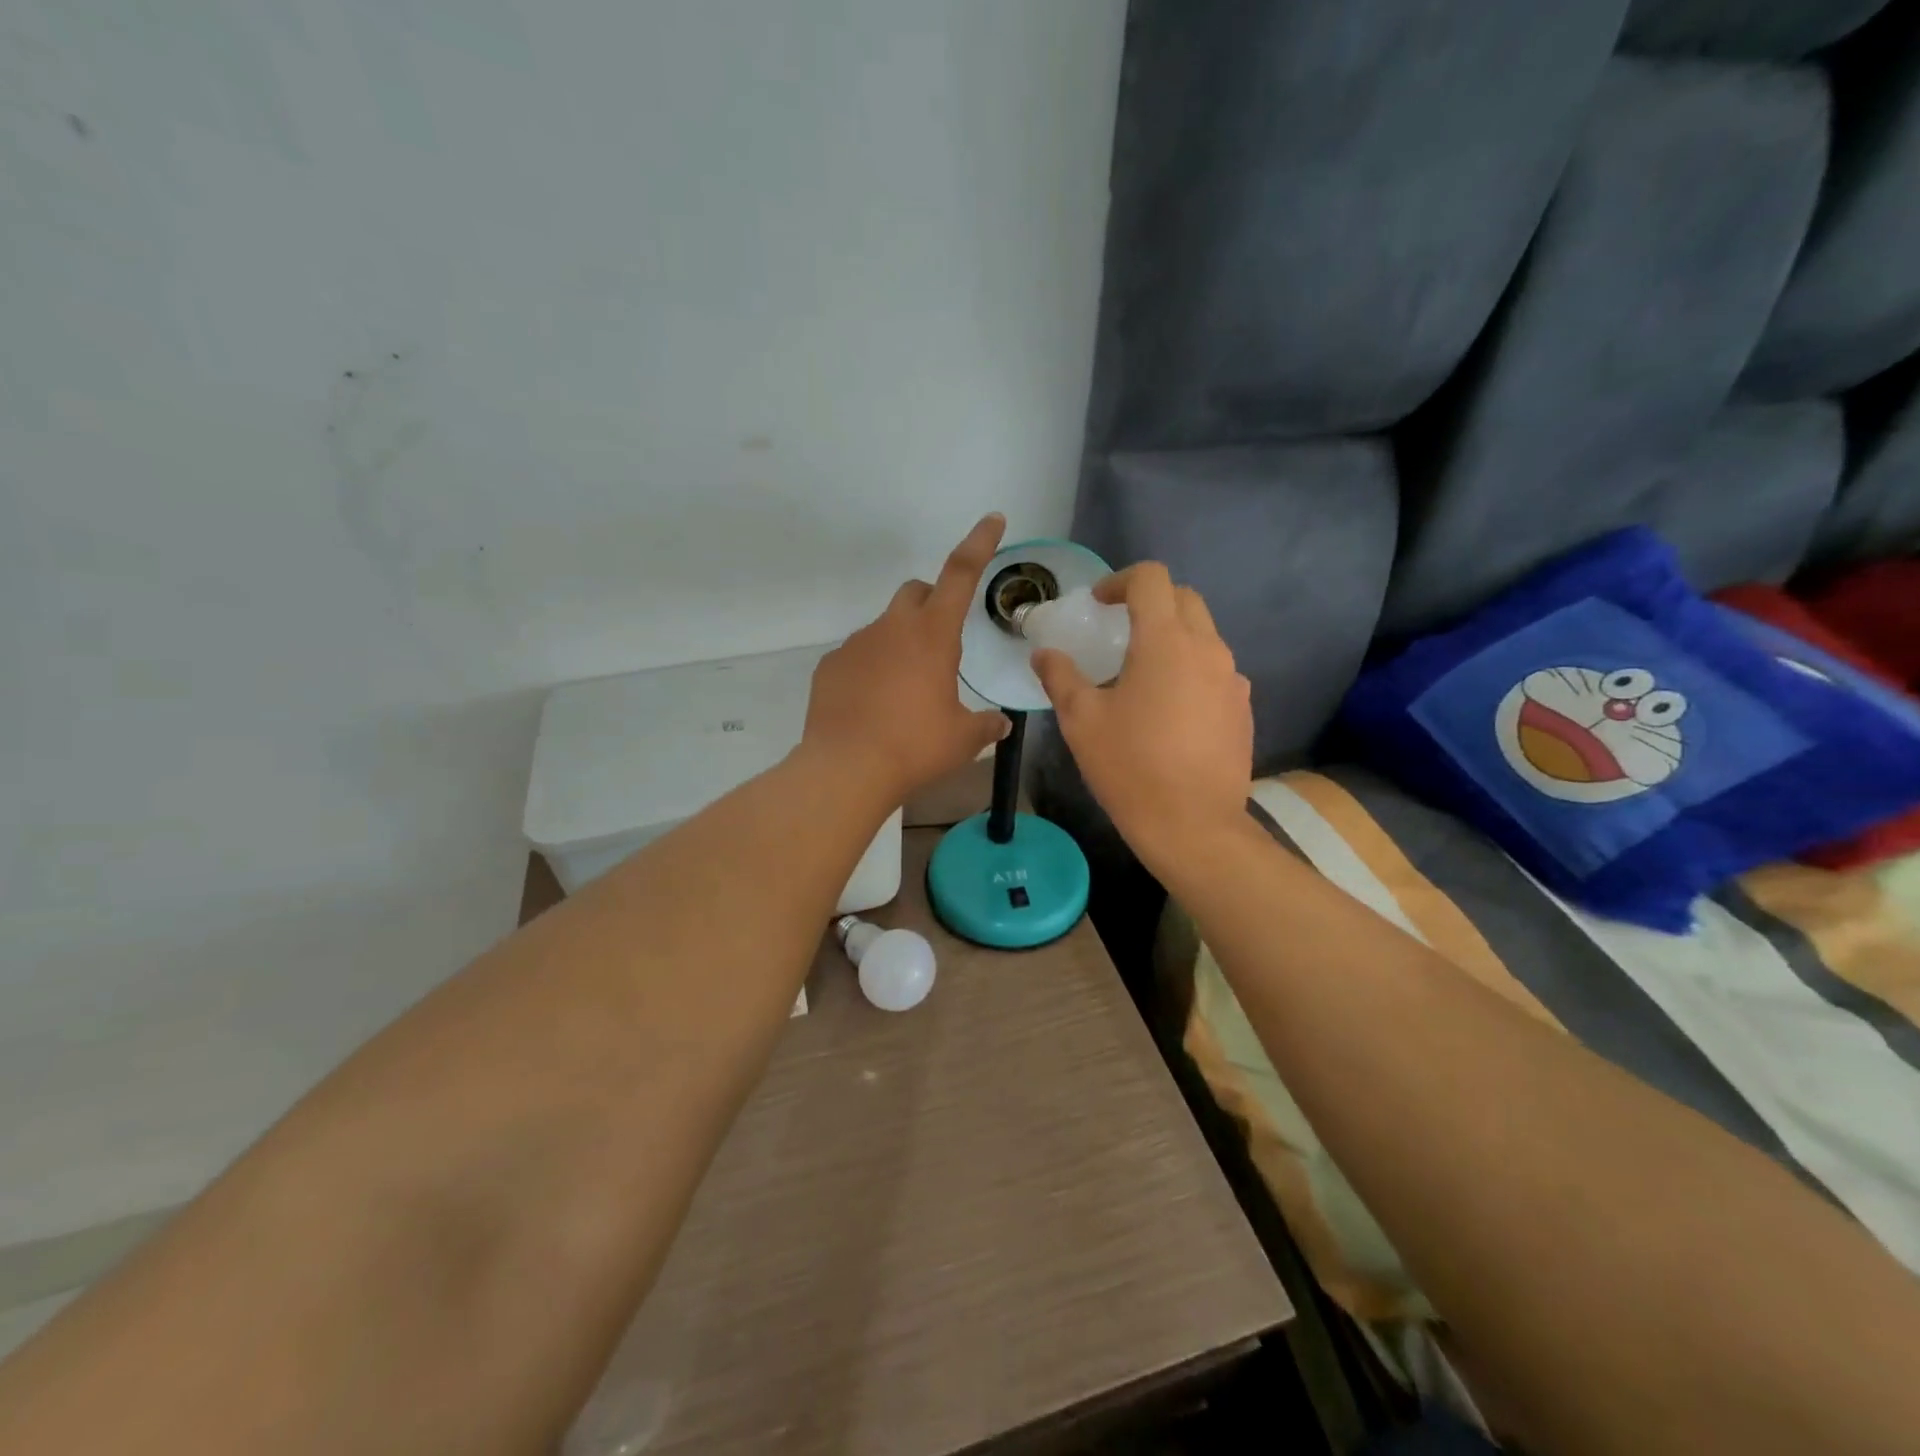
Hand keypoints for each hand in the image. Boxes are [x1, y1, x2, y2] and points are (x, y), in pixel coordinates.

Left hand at [801, 514, 1011, 805]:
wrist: (846, 769)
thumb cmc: (915, 747)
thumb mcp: (962, 739)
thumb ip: (985, 725)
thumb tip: (1000, 724)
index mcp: (932, 635)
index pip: (960, 574)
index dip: (979, 543)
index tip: (992, 519)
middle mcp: (892, 628)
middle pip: (916, 593)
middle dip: (932, 604)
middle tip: (941, 642)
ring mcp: (855, 644)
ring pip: (885, 628)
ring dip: (901, 644)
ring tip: (905, 692)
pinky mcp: (830, 666)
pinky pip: (858, 656)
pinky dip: (871, 669)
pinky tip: (873, 706)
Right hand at [1031, 563, 1252, 866]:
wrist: (1193, 825)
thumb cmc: (1130, 766)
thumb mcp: (1081, 720)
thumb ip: (1060, 677)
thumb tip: (1044, 654)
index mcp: (1165, 641)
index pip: (1151, 579)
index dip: (1120, 581)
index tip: (1099, 604)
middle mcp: (1208, 649)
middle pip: (1184, 599)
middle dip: (1150, 602)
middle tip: (1118, 629)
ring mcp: (1232, 680)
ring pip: (1203, 636)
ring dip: (1172, 638)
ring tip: (1141, 675)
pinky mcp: (1243, 709)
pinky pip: (1216, 672)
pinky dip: (1190, 671)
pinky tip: (1169, 711)